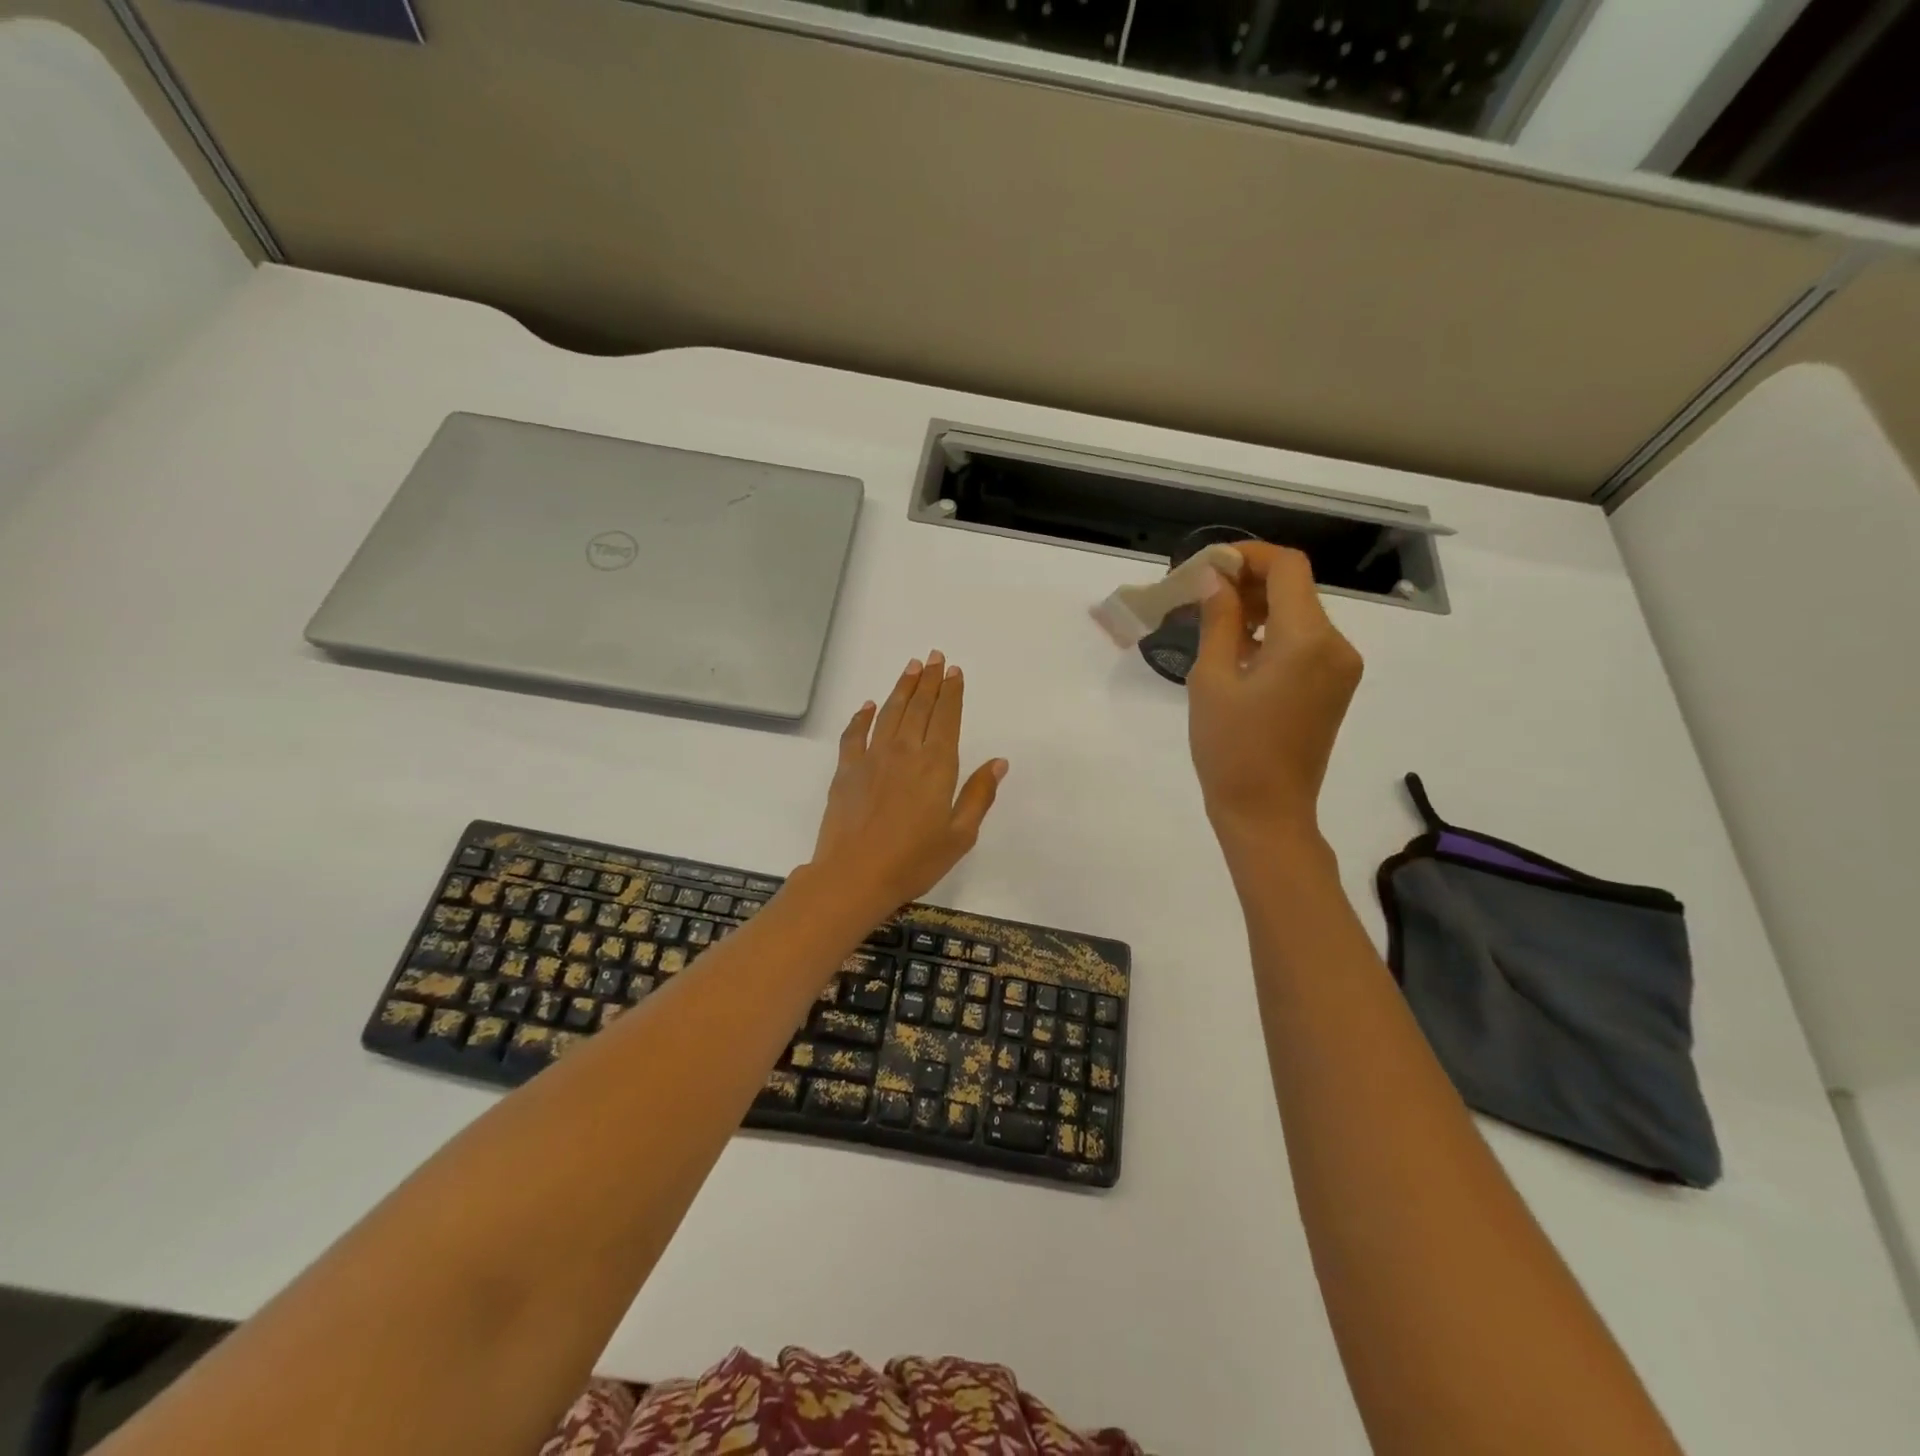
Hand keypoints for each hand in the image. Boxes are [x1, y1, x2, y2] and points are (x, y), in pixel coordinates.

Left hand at [808, 651, 1007, 915]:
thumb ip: (978, 795)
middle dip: (929, 681)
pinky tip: (868, 705)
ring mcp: (872, 758)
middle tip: (934, 656)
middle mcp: (905, 751)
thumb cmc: (914, 861)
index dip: (952, 693)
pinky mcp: (846, 770)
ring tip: (911, 668)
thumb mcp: (959, 835)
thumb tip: (999, 762)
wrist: (854, 876)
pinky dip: (862, 716)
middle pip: (919, 707)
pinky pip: (854, 734)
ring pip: (889, 713)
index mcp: (937, 765)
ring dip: (901, 688)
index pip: (947, 718)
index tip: (954, 671)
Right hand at [1186, 545, 1362, 854]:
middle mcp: (1336, 645)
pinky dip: (1274, 635)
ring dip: (1260, 609)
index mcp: (1307, 639)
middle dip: (1250, 582)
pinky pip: (1306, 643)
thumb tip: (1215, 579)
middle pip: (1296, 589)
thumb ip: (1218, 620)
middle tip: (1200, 596)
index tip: (1208, 566)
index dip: (1248, 556)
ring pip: (1301, 615)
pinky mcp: (1336, 687)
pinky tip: (1239, 653)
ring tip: (1213, 625)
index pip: (1288, 567)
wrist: (1267, 813)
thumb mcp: (1211, 679)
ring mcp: (1341, 667)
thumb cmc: (1230, 748)